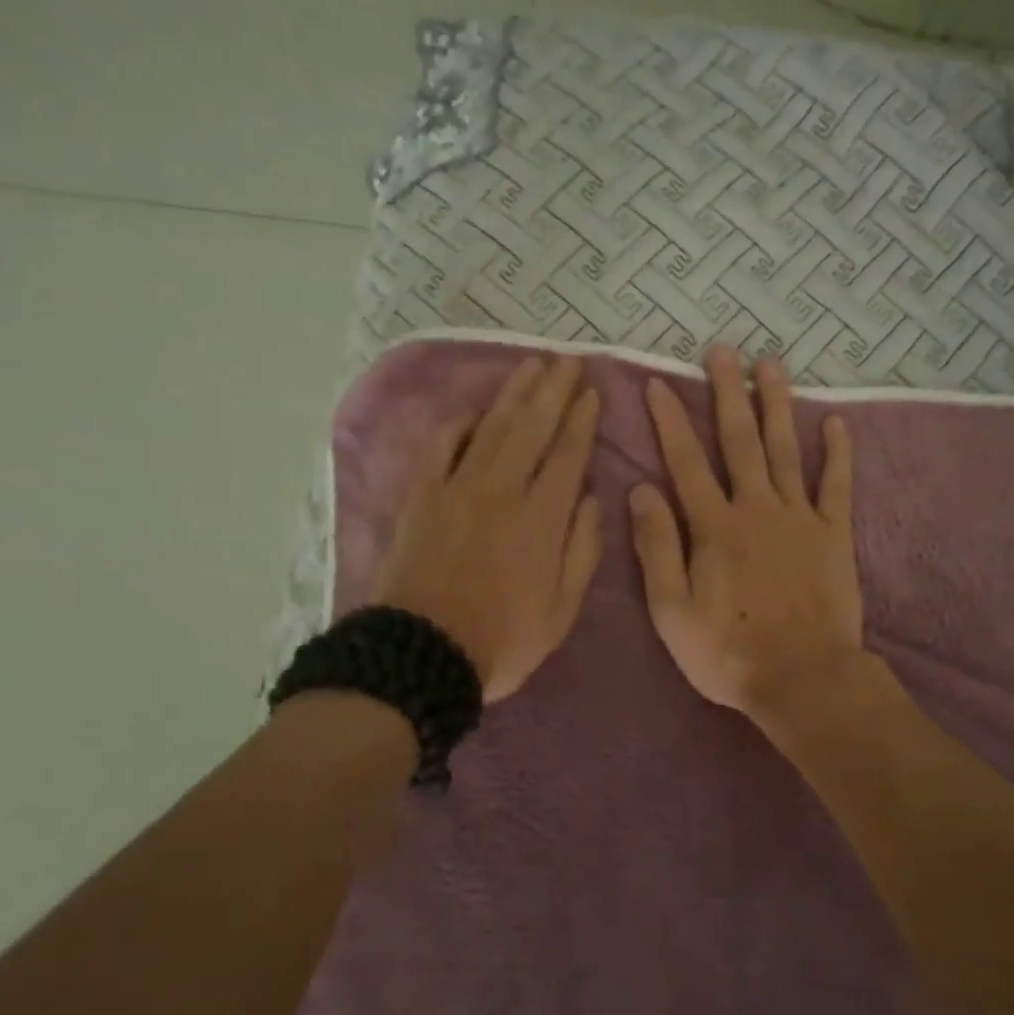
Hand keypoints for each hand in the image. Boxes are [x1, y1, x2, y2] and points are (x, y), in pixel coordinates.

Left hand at [373, 355, 601, 702]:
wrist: (421, 654)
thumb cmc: (502, 638)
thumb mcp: (561, 610)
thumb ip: (581, 550)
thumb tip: (590, 498)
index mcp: (542, 518)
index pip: (567, 454)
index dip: (581, 420)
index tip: (591, 392)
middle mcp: (502, 490)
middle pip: (532, 427)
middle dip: (553, 390)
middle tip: (568, 360)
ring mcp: (458, 488)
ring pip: (491, 427)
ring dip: (513, 393)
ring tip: (532, 366)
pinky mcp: (423, 496)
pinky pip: (441, 446)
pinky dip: (459, 423)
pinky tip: (474, 409)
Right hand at [629, 346, 863, 722]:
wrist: (804, 679)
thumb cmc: (728, 652)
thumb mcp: (671, 610)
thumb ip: (657, 546)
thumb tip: (640, 490)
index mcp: (714, 527)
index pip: (686, 461)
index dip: (671, 420)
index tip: (661, 383)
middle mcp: (756, 508)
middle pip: (739, 440)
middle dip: (728, 392)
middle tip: (723, 350)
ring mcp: (800, 518)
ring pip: (786, 449)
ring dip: (776, 405)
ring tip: (772, 364)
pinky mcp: (833, 535)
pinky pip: (836, 486)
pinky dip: (838, 453)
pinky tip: (835, 421)